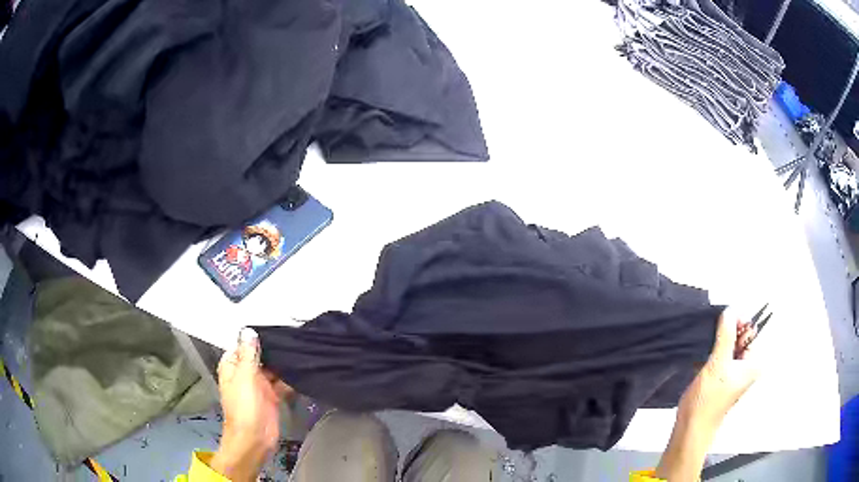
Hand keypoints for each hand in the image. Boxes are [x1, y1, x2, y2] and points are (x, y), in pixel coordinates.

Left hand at [211, 328, 293, 481]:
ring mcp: (259, 386)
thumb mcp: (244, 377)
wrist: (254, 439)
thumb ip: (248, 354)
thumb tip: (248, 331)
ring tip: (300, 350)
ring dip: (282, 364)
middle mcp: (245, 374)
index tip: (272, 326)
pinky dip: (290, 379)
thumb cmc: (244, 408)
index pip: (242, 345)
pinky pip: (282, 383)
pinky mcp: (272, 397)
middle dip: (272, 350)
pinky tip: (302, 370)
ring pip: (272, 369)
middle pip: (259, 357)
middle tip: (292, 335)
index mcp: (232, 367)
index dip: (254, 337)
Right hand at [678, 308, 759, 428]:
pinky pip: (720, 356)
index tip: (722, 319)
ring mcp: (734, 372)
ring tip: (705, 343)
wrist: (691, 427)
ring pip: (728, 346)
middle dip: (725, 332)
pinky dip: (712, 352)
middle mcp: (747, 366)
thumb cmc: (707, 399)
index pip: (750, 331)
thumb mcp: (717, 364)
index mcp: (753, 363)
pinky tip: (701, 355)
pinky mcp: (721, 377)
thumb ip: (725, 336)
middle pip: (740, 337)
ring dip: (717, 342)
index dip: (738, 322)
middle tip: (711, 331)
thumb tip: (730, 310)